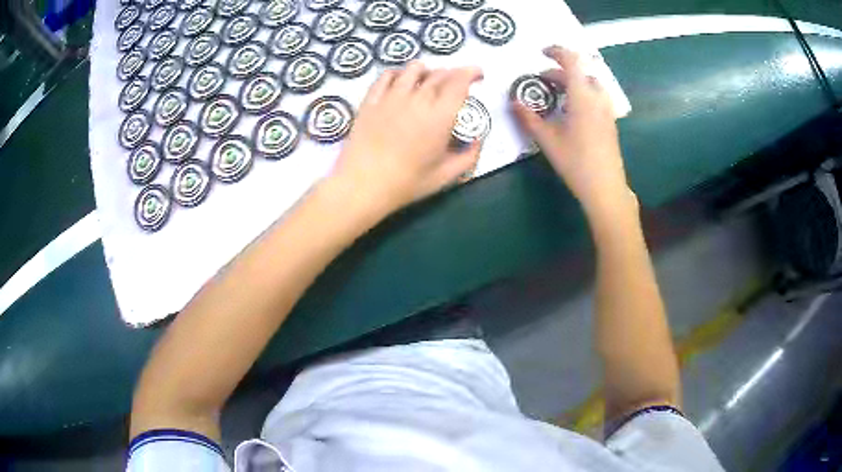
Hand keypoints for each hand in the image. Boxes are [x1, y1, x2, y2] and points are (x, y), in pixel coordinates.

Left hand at [331, 61, 483, 214]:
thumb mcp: (446, 176)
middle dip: (453, 73)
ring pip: (413, 69)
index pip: (459, 82)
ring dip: (427, 70)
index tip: (478, 75)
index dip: (471, 73)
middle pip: (439, 74)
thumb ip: (469, 156)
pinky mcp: (371, 100)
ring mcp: (391, 96)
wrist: (362, 184)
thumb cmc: (406, 183)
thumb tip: (478, 140)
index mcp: (440, 116)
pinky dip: (398, 73)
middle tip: (457, 82)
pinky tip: (400, 80)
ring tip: (429, 78)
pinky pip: (386, 76)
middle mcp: (417, 99)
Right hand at [512, 46, 635, 216]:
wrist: (606, 187)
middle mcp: (598, 98)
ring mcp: (607, 110)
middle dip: (560, 71)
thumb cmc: (576, 162)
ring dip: (572, 81)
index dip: (557, 51)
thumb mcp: (548, 140)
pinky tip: (571, 110)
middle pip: (580, 72)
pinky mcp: (610, 121)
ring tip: (557, 93)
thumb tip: (514, 102)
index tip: (542, 53)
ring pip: (590, 83)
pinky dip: (581, 92)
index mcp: (583, 97)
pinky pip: (596, 96)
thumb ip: (529, 118)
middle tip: (541, 81)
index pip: (572, 60)